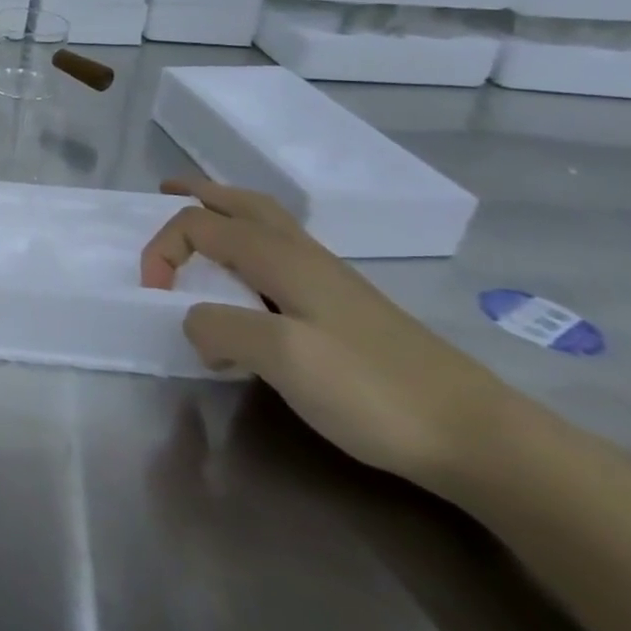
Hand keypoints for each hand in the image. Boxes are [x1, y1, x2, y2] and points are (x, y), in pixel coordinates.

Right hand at [142, 177, 516, 494]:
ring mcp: (329, 281)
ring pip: (266, 225)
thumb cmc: (372, 390)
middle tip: (162, 193)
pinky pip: (282, 255)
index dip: (162, 250)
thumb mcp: (282, 358)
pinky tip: (248, 281)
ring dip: (224, 214)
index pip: (200, 225)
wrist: (477, 438)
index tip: (153, 297)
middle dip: (199, 194)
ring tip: (199, 224)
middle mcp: (304, 256)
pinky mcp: (345, 309)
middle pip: (242, 203)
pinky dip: (248, 246)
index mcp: (281, 257)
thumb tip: (193, 321)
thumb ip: (221, 327)